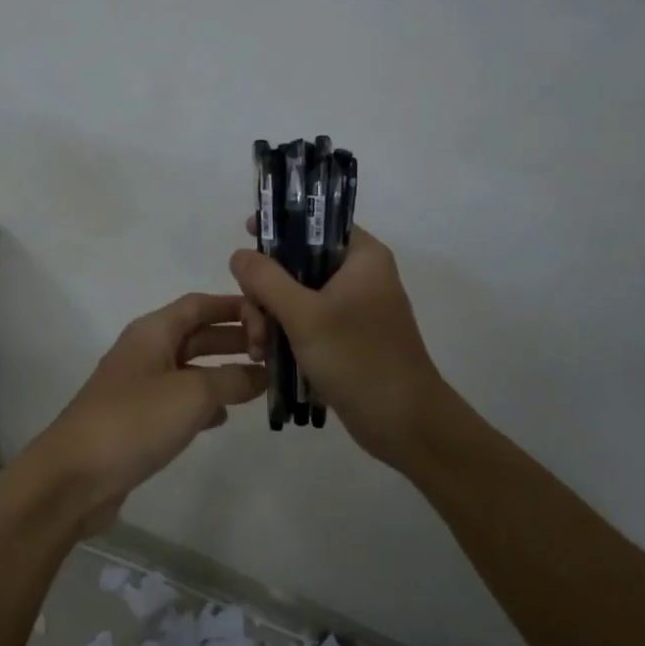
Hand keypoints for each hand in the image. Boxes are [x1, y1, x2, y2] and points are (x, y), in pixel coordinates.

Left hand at [27, 293, 265, 536]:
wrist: (75, 476)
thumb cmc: (135, 421)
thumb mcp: (192, 394)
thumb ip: (231, 379)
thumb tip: (262, 374)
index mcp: (152, 332)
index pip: (199, 304)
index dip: (234, 305)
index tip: (271, 315)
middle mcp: (144, 351)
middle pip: (196, 334)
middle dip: (233, 339)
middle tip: (275, 352)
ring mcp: (138, 386)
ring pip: (189, 369)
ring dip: (221, 372)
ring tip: (259, 383)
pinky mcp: (136, 419)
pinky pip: (177, 400)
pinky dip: (202, 402)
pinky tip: (222, 418)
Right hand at [230, 225, 443, 467]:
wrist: (404, 423)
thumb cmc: (359, 359)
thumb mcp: (305, 315)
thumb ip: (267, 280)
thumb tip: (239, 254)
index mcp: (361, 257)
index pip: (316, 221)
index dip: (280, 225)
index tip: (247, 236)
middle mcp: (358, 275)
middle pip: (296, 262)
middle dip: (265, 292)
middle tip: (255, 324)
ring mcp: (350, 308)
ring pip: (294, 296)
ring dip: (269, 318)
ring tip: (260, 349)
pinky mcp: (344, 337)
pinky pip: (304, 322)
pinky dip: (283, 335)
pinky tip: (267, 358)